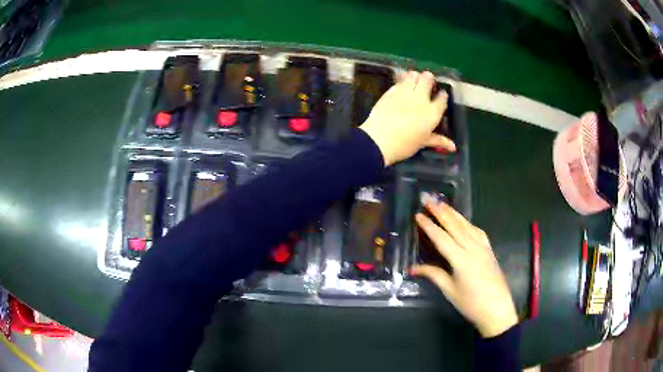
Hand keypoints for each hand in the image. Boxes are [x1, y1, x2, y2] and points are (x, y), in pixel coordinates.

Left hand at [359, 71, 454, 166]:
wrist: (378, 140)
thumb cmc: (404, 145)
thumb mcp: (423, 143)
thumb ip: (438, 140)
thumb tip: (453, 147)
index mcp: (432, 112)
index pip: (442, 98)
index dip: (442, 95)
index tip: (440, 96)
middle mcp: (421, 98)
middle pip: (428, 78)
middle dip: (429, 79)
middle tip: (426, 86)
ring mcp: (405, 92)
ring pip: (413, 75)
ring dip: (415, 77)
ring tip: (413, 84)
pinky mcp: (391, 91)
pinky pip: (399, 81)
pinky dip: (402, 82)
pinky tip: (401, 88)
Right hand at [411, 201, 517, 337]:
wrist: (497, 310)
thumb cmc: (471, 304)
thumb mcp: (450, 291)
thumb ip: (433, 275)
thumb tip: (413, 268)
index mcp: (461, 259)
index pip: (442, 238)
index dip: (429, 226)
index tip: (418, 215)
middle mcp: (473, 248)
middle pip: (455, 226)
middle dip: (441, 212)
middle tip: (428, 199)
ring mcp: (483, 248)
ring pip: (467, 226)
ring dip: (454, 213)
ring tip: (442, 203)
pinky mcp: (489, 250)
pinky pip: (477, 231)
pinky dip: (468, 223)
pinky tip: (463, 221)